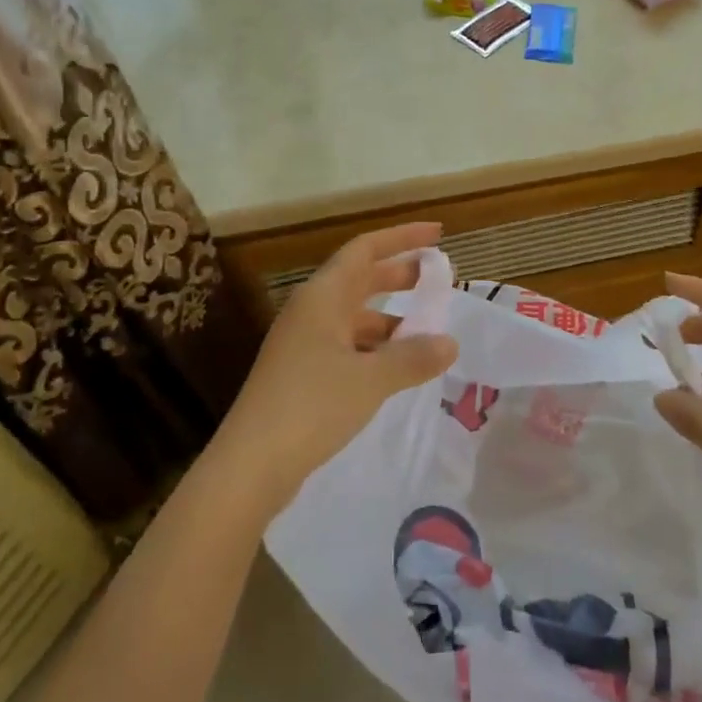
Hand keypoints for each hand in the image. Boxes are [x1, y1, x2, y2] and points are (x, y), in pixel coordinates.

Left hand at [207, 223, 458, 518]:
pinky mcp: (302, 374)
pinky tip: (399, 368)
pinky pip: (348, 346)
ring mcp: (304, 343)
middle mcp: (311, 311)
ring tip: (428, 332)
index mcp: (322, 297)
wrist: (251, 465)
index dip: (402, 238)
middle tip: (439, 279)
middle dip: (400, 276)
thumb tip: (449, 342)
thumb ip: (413, 357)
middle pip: (360, 279)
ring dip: (391, 318)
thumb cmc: (312, 406)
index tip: (438, 235)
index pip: (365, 249)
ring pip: (355, 317)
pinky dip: (376, 348)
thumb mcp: (371, 379)